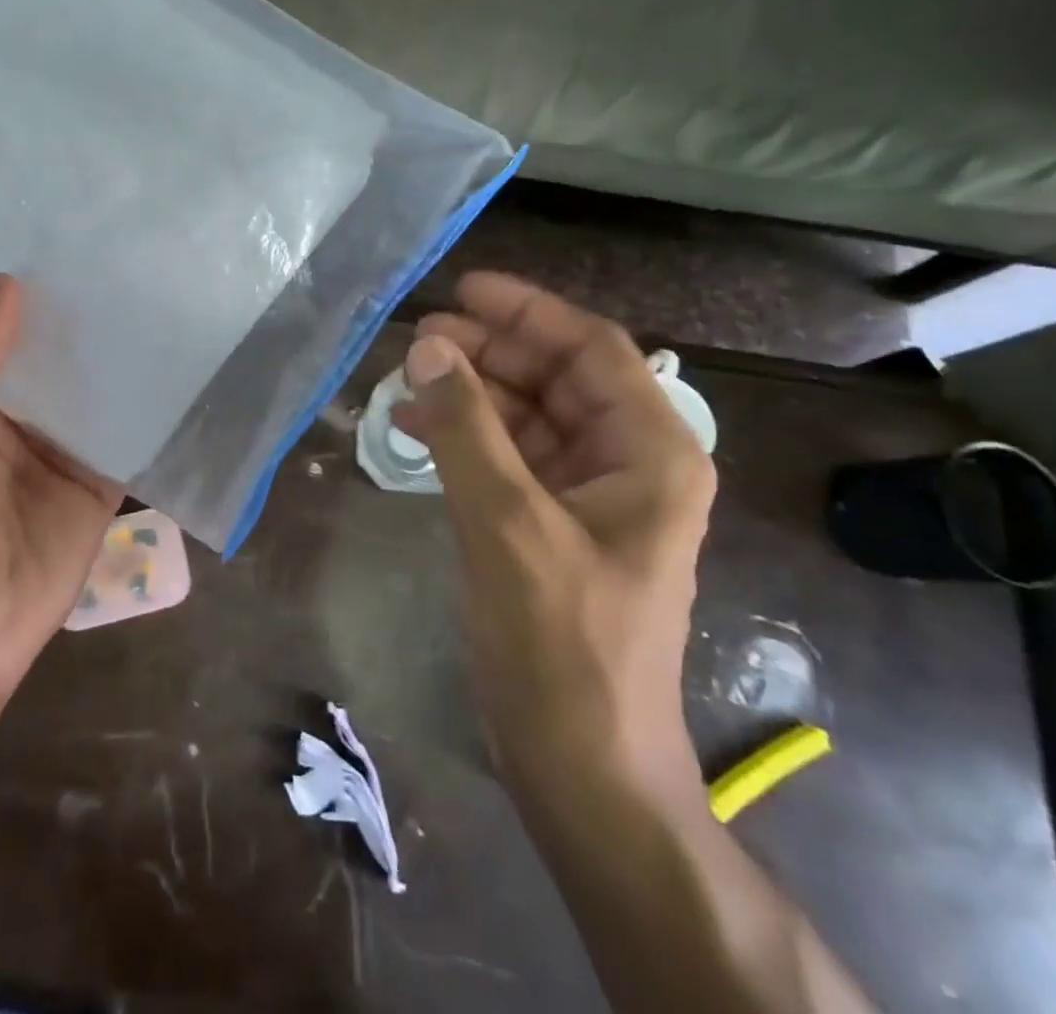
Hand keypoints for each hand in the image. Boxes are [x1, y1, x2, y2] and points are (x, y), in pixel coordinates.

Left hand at [0, 274, 123, 744]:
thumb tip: (9, 287)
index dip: (17, 288)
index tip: (61, 231)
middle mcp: (9, 415)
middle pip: (49, 353)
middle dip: (79, 312)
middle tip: (128, 250)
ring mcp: (57, 449)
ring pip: (92, 388)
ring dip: (119, 352)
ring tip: (164, 289)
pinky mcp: (98, 485)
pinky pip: (127, 437)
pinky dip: (150, 408)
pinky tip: (183, 363)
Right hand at [393, 273, 715, 806]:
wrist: (582, 765)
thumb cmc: (562, 644)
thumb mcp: (509, 525)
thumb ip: (466, 430)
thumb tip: (427, 348)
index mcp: (650, 453)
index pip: (592, 350)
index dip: (528, 312)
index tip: (463, 289)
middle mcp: (628, 463)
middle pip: (556, 379)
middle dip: (489, 353)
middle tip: (419, 337)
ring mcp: (589, 496)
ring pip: (527, 416)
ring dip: (470, 395)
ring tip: (406, 381)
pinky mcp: (553, 525)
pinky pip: (509, 458)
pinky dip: (465, 439)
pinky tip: (415, 430)